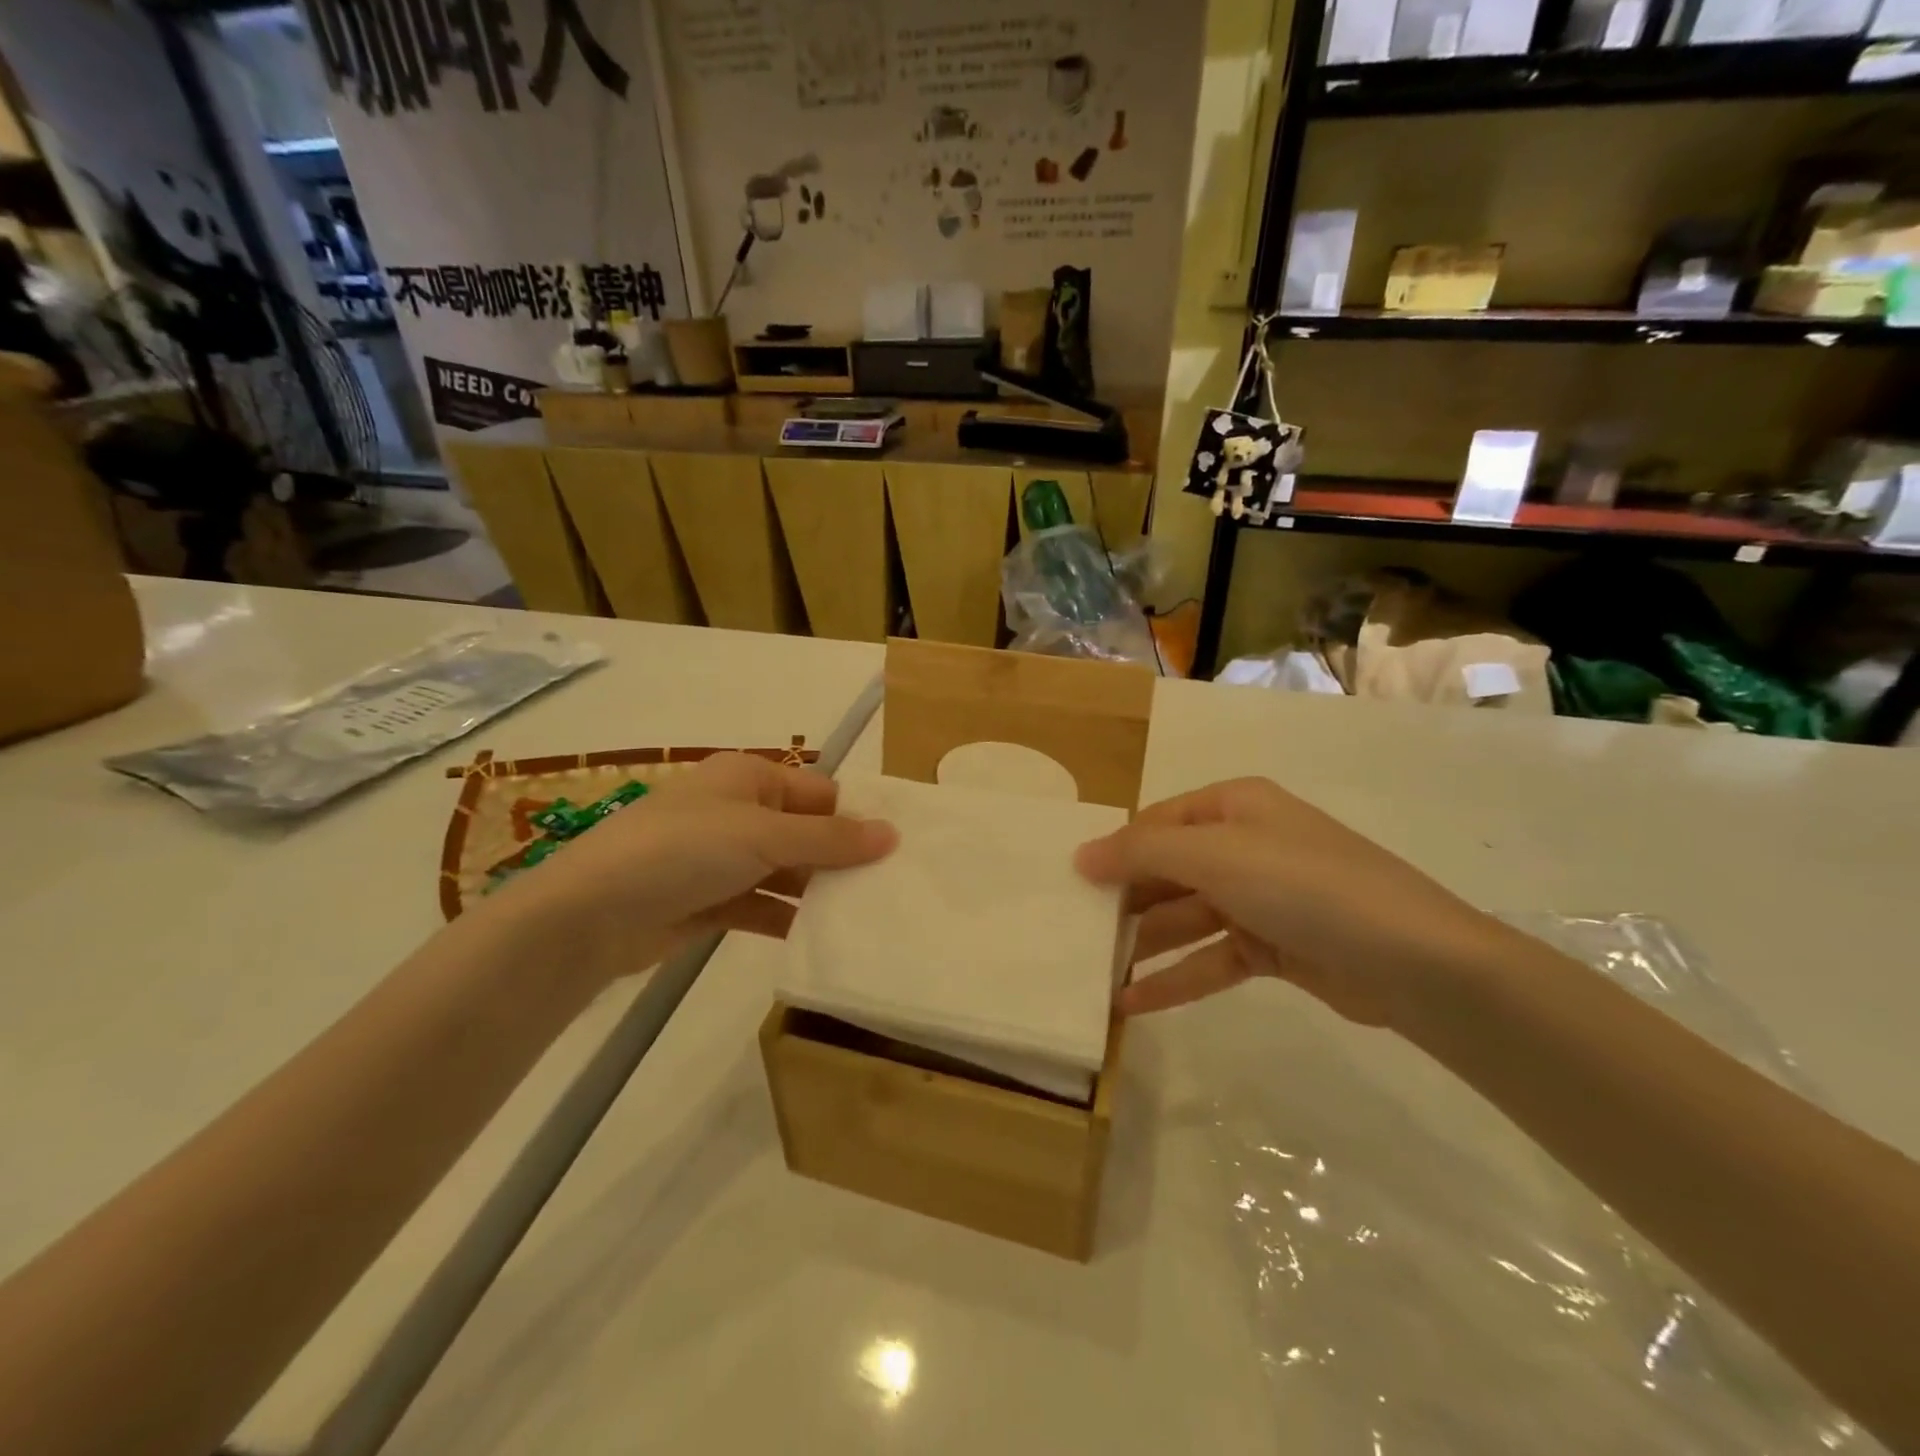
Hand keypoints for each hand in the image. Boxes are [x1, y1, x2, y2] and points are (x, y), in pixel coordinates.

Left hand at [487, 753, 896, 988]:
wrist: (591, 914)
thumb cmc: (683, 851)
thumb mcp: (763, 836)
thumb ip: (829, 839)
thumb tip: (893, 834)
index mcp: (749, 778)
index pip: (819, 793)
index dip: (854, 819)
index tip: (894, 854)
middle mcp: (738, 811)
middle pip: (805, 832)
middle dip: (840, 860)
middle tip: (888, 891)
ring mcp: (723, 858)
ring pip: (786, 871)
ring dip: (817, 892)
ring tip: (865, 918)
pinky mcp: (711, 900)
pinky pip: (762, 904)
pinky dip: (788, 918)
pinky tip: (820, 938)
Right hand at [1075, 777, 1501, 1028]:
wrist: (1417, 962)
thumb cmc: (1306, 886)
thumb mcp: (1217, 856)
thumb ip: (1142, 853)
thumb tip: (1081, 855)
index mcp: (1234, 806)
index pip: (1157, 823)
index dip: (1115, 851)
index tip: (1071, 884)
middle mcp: (1246, 844)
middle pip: (1169, 870)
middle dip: (1126, 901)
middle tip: (1078, 933)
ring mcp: (1262, 898)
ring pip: (1187, 917)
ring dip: (1146, 944)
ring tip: (1095, 973)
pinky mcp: (1275, 947)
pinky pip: (1211, 957)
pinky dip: (1176, 977)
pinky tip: (1134, 1003)